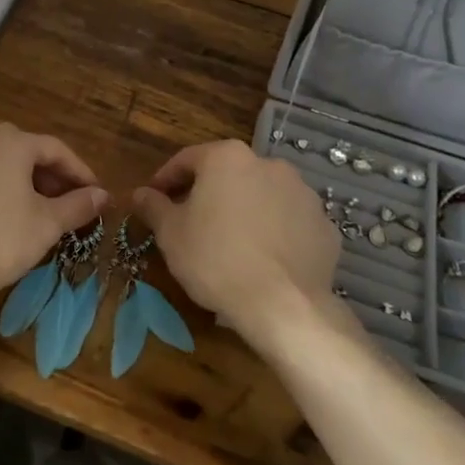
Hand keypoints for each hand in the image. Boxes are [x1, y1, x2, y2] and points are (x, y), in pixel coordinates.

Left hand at [0, 124, 109, 316]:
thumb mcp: (46, 225)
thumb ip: (77, 205)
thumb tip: (103, 195)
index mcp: (9, 143)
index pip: (54, 149)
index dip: (79, 171)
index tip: (94, 193)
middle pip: (21, 151)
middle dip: (47, 175)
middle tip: (63, 200)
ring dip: (15, 182)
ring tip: (30, 210)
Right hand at [131, 140, 337, 352]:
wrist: (284, 305)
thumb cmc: (215, 259)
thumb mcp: (171, 234)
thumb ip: (154, 207)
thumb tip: (140, 193)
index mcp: (227, 158)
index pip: (187, 159)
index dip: (166, 179)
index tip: (154, 199)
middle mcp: (269, 164)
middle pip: (228, 174)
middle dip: (208, 194)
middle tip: (190, 222)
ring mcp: (303, 194)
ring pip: (262, 196)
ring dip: (244, 211)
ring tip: (230, 243)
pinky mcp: (325, 226)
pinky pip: (289, 223)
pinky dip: (275, 233)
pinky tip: (263, 260)